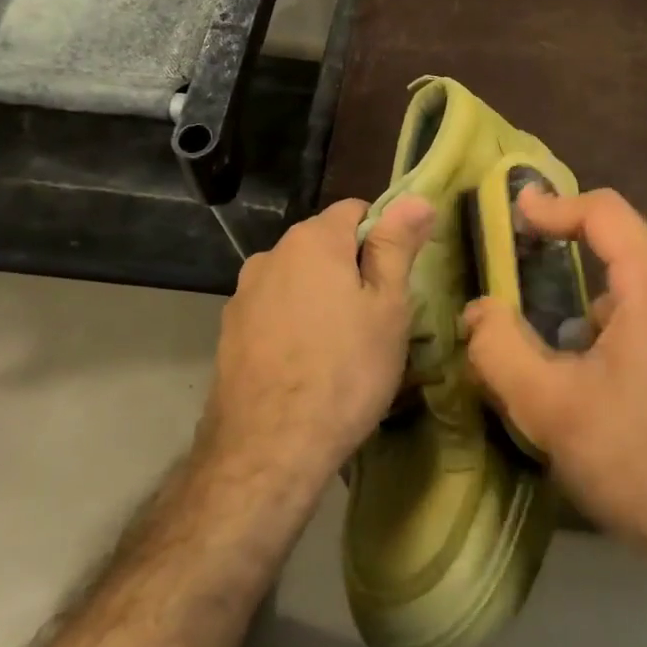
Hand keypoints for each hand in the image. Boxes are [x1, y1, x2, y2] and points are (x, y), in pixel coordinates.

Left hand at [205, 195, 435, 490]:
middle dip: (351, 269)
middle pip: (323, 245)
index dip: (383, 237)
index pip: (355, 210)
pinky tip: (305, 366)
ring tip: (340, 348)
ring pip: (297, 281)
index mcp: (313, 240)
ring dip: (320, 298)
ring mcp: (244, 294)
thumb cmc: (345, 370)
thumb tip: (416, 199)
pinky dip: (292, 325)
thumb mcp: (388, 306)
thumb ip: (397, 246)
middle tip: (376, 319)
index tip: (396, 278)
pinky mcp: (230, 331)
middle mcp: (271, 254)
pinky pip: (273, 312)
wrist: (269, 447)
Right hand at [464, 188, 646, 582]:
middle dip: (571, 290)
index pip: (604, 212)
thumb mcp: (552, 408)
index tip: (518, 212)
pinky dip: (636, 347)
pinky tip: (623, 408)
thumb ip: (500, 348)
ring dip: (603, 329)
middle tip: (534, 333)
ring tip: (577, 385)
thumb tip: (479, 309)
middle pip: (622, 263)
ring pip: (646, 303)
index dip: (555, 206)